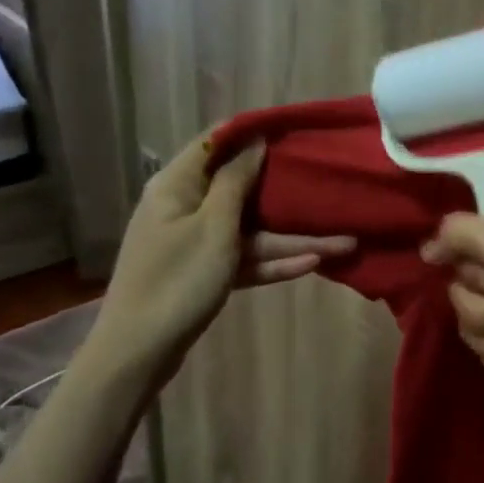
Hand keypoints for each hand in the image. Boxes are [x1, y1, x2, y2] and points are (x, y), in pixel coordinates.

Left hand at [98, 132, 355, 377]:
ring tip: (344, 242)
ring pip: (251, 232)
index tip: (293, 130)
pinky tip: (314, 263)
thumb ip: (236, 181)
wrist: (138, 352)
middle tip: (326, 181)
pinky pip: (244, 259)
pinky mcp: (206, 273)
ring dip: (293, 238)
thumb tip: (254, 142)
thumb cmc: (177, 279)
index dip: (252, 133)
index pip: (216, 143)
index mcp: (177, 185)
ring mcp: (197, 243)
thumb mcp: (213, 227)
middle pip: (241, 189)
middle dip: (285, 190)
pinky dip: (273, 262)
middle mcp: (186, 207)